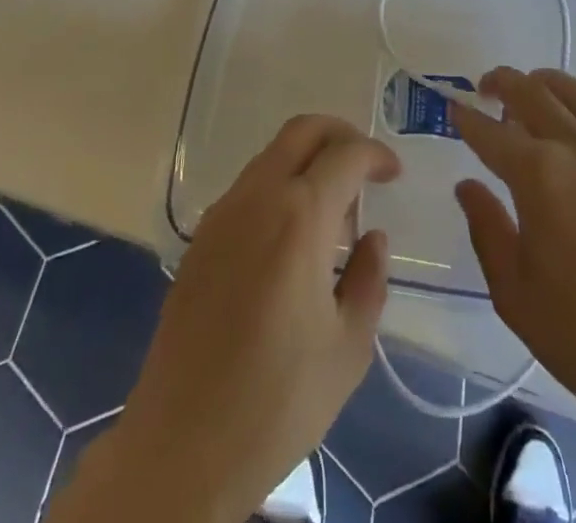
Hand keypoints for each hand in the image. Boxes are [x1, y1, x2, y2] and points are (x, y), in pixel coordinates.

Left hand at [55, 116, 399, 522]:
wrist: (182, 444)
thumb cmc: (277, 400)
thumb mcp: (348, 348)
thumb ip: (369, 279)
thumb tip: (372, 236)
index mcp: (300, 216)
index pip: (345, 154)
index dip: (376, 154)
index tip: (393, 173)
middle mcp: (258, 197)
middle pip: (302, 131)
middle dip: (339, 134)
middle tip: (364, 166)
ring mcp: (222, 213)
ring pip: (271, 155)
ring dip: (307, 161)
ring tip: (332, 212)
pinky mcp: (201, 238)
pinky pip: (248, 187)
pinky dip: (279, 186)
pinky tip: (291, 237)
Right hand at [452, 67, 575, 439]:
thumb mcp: (515, 294)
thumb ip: (487, 230)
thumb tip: (467, 186)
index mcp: (538, 176)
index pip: (491, 133)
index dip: (467, 119)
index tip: (452, 110)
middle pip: (533, 94)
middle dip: (503, 84)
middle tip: (484, 89)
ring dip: (546, 81)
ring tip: (529, 87)